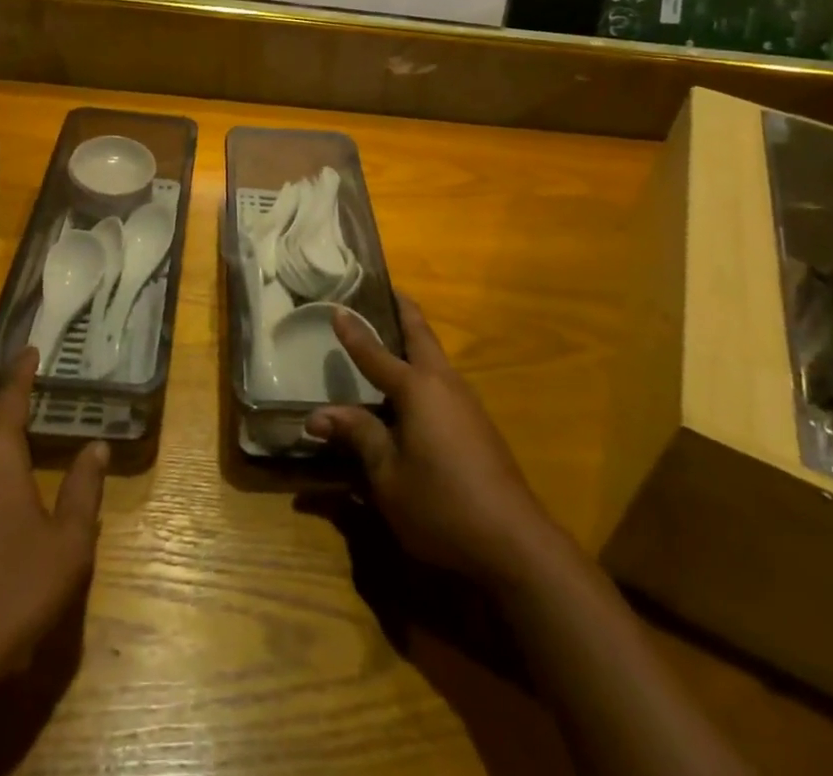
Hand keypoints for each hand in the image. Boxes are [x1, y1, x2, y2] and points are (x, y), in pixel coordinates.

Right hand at [305, 298, 559, 589]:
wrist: (514, 541)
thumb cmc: (441, 504)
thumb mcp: (387, 476)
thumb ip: (358, 436)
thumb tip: (318, 415)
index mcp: (417, 389)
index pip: (376, 353)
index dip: (354, 333)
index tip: (337, 308)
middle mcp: (443, 384)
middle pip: (421, 335)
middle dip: (403, 311)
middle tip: (387, 292)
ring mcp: (466, 403)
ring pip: (436, 358)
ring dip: (416, 339)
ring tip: (393, 333)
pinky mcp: (477, 425)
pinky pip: (443, 382)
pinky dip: (424, 369)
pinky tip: (413, 391)